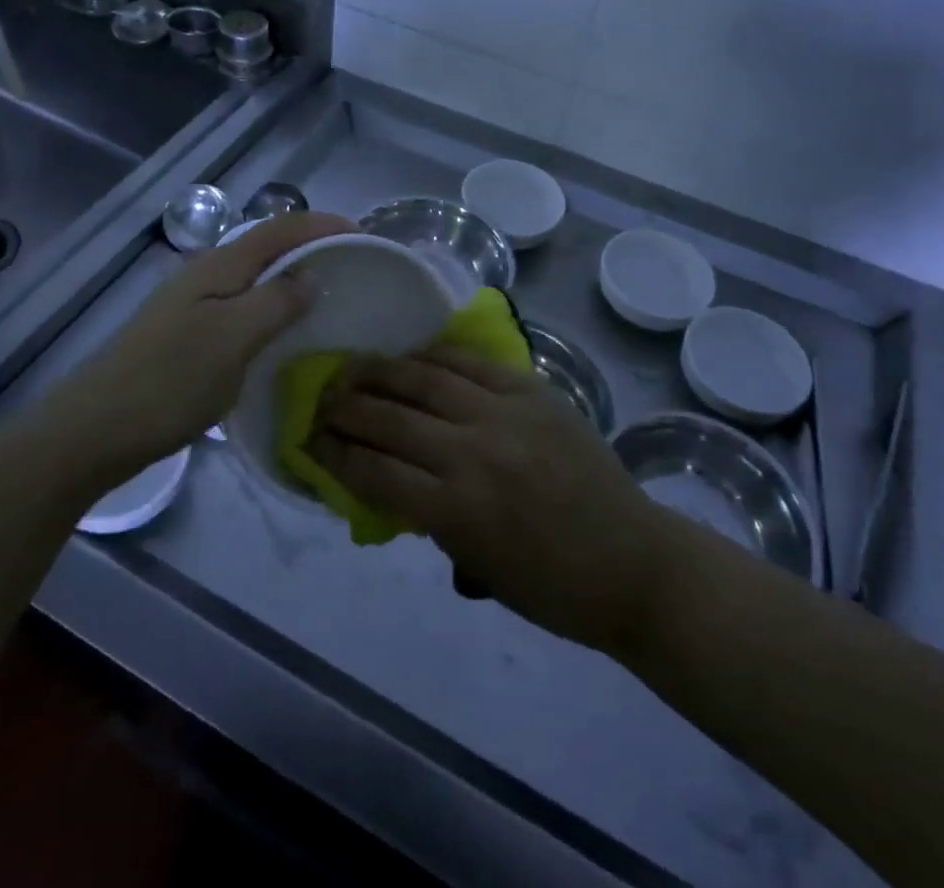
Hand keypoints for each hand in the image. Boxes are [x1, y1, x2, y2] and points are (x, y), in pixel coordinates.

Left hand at [63, 210, 354, 478]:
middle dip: (309, 246)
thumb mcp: (234, 339)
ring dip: (290, 277)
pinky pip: (241, 305)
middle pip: (266, 246)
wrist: (95, 430)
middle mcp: (205, 275)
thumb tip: (311, 276)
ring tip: (325, 294)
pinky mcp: (186, 334)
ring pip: (253, 277)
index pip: (279, 229)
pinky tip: (280, 331)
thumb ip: (276, 301)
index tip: (363, 235)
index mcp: (218, 266)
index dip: (321, 225)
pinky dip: (270, 306)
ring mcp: (191, 305)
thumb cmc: (170, 381)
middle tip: (351, 265)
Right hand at [310, 346, 667, 652]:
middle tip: (322, 401)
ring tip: (352, 367)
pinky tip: (411, 355)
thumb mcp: (477, 567)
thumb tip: (390, 481)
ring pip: (424, 379)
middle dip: (346, 409)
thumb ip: (429, 520)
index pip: (374, 472)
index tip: (311, 441)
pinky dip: (433, 356)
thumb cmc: (552, 586)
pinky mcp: (531, 390)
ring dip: (380, 372)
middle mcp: (472, 453)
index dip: (334, 454)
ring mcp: (504, 413)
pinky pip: (469, 362)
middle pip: (390, 419)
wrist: (632, 561)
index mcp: (456, 511)